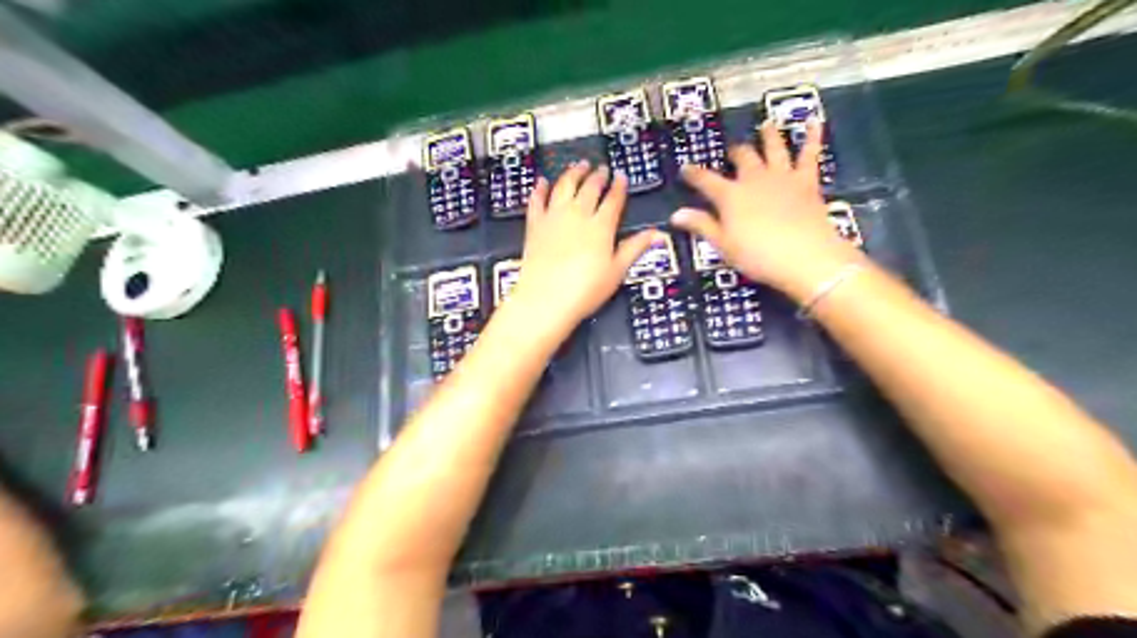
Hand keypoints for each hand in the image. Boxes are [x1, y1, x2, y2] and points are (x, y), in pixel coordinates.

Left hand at [508, 160, 658, 332]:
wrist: (546, 299)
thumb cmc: (584, 290)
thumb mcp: (617, 271)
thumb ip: (634, 248)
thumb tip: (655, 234)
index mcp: (601, 226)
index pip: (613, 199)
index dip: (618, 186)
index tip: (621, 177)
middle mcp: (577, 215)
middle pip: (589, 188)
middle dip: (597, 176)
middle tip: (601, 169)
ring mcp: (554, 218)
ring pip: (564, 186)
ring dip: (572, 173)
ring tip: (578, 165)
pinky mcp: (535, 226)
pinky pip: (537, 201)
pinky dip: (540, 189)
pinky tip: (542, 182)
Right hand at [668, 119, 867, 300]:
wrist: (805, 256)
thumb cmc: (758, 256)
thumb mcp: (723, 245)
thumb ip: (702, 225)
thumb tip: (676, 215)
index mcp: (731, 196)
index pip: (706, 181)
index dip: (694, 174)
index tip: (685, 168)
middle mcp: (754, 179)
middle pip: (742, 158)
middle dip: (735, 152)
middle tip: (732, 150)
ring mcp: (782, 177)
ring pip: (773, 149)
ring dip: (768, 136)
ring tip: (766, 125)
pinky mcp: (807, 181)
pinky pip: (809, 155)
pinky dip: (811, 138)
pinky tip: (813, 122)